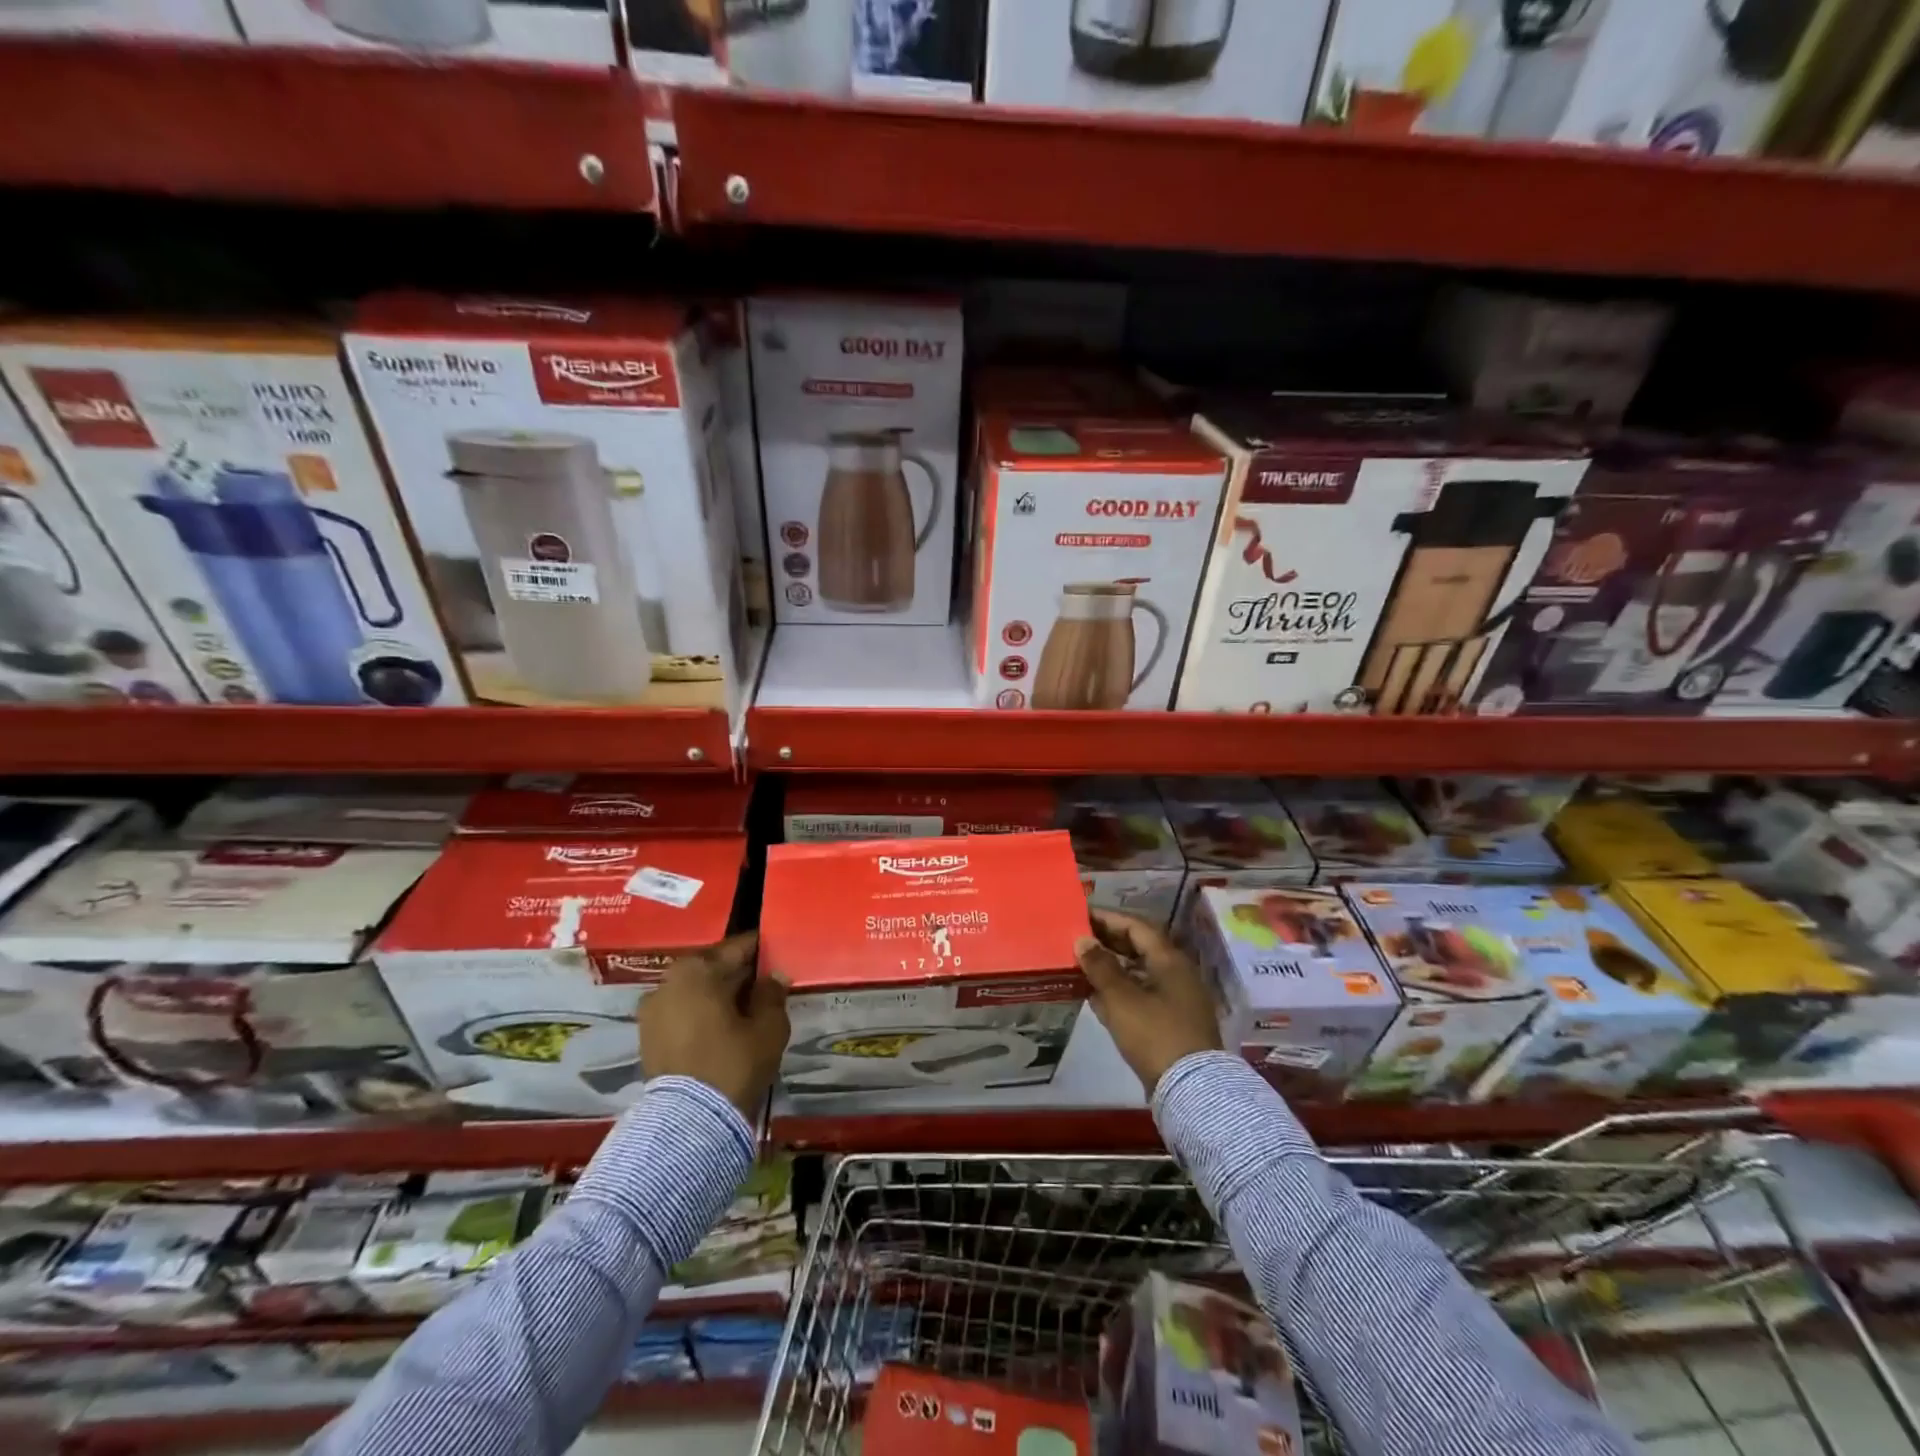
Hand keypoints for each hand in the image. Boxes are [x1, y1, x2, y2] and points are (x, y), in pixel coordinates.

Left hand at [639, 932, 788, 1119]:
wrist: (690, 1124)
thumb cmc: (733, 1063)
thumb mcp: (768, 1026)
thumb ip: (772, 993)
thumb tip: (773, 976)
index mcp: (697, 969)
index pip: (738, 948)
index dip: (762, 950)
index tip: (780, 953)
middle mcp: (668, 981)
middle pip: (713, 968)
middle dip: (739, 975)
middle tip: (766, 984)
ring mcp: (652, 1011)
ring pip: (696, 992)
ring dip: (719, 996)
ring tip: (746, 1010)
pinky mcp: (647, 1038)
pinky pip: (682, 1013)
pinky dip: (702, 1015)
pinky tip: (724, 1029)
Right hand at [1075, 909, 1222, 1095]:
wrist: (1192, 1089)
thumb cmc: (1154, 1033)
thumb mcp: (1121, 998)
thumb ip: (1100, 966)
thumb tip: (1082, 940)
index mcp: (1169, 960)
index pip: (1137, 927)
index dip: (1108, 919)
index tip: (1081, 916)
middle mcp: (1176, 974)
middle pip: (1139, 948)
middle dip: (1108, 942)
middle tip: (1077, 940)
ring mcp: (1176, 1000)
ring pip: (1138, 973)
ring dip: (1111, 968)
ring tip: (1080, 966)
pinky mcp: (1171, 1023)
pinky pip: (1141, 996)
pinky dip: (1119, 992)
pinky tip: (1095, 997)